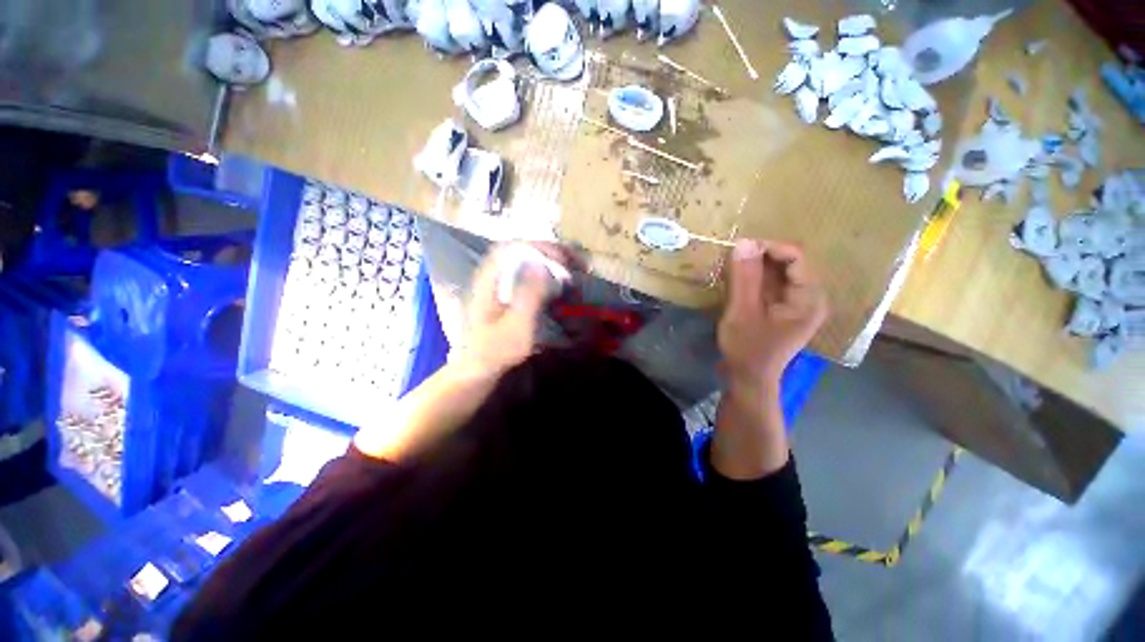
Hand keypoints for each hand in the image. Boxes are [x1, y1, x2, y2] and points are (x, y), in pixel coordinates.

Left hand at [454, 242, 573, 379]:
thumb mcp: (516, 326)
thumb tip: (541, 265)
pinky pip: (525, 271)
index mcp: (489, 279)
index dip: (541, 247)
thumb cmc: (497, 350)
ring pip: (523, 259)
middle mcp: (491, 274)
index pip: (514, 248)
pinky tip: (556, 278)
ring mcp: (496, 282)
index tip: (564, 259)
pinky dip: (544, 270)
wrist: (479, 367)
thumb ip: (528, 296)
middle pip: (520, 249)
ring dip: (548, 259)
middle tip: (575, 261)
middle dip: (550, 251)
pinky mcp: (503, 292)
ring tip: (571, 266)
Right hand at [718, 239, 827, 389]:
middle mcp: (811, 298)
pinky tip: (740, 282)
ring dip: (758, 267)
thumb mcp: (742, 311)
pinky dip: (757, 279)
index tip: (740, 248)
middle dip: (762, 257)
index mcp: (809, 298)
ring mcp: (799, 304)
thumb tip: (744, 242)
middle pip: (791, 264)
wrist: (748, 378)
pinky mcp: (786, 309)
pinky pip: (774, 285)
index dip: (770, 247)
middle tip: (734, 259)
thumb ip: (744, 278)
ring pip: (781, 273)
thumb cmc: (747, 348)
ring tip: (734, 269)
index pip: (797, 258)